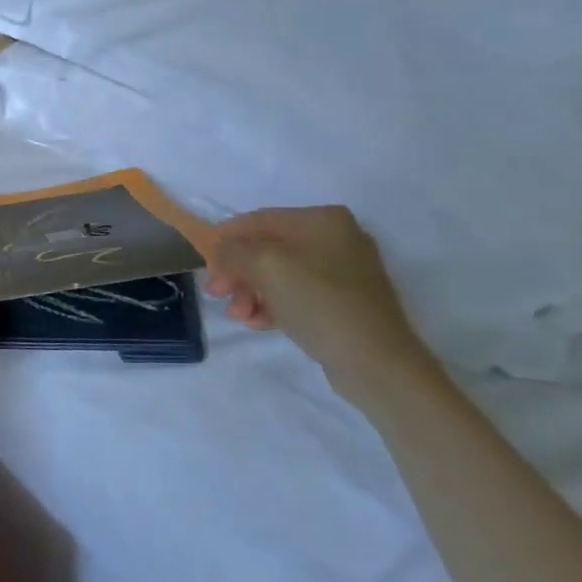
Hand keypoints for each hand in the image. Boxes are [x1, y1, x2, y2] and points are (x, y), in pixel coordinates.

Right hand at [206, 206, 434, 400]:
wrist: (376, 362)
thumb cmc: (319, 302)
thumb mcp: (265, 266)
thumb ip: (234, 251)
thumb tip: (222, 251)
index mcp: (322, 220)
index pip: (258, 220)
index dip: (226, 239)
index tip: (205, 264)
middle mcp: (335, 238)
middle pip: (267, 249)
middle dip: (238, 272)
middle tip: (217, 294)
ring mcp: (342, 272)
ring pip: (279, 274)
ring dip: (251, 292)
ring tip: (239, 316)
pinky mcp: (343, 302)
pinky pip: (296, 295)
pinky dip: (272, 305)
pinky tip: (258, 322)